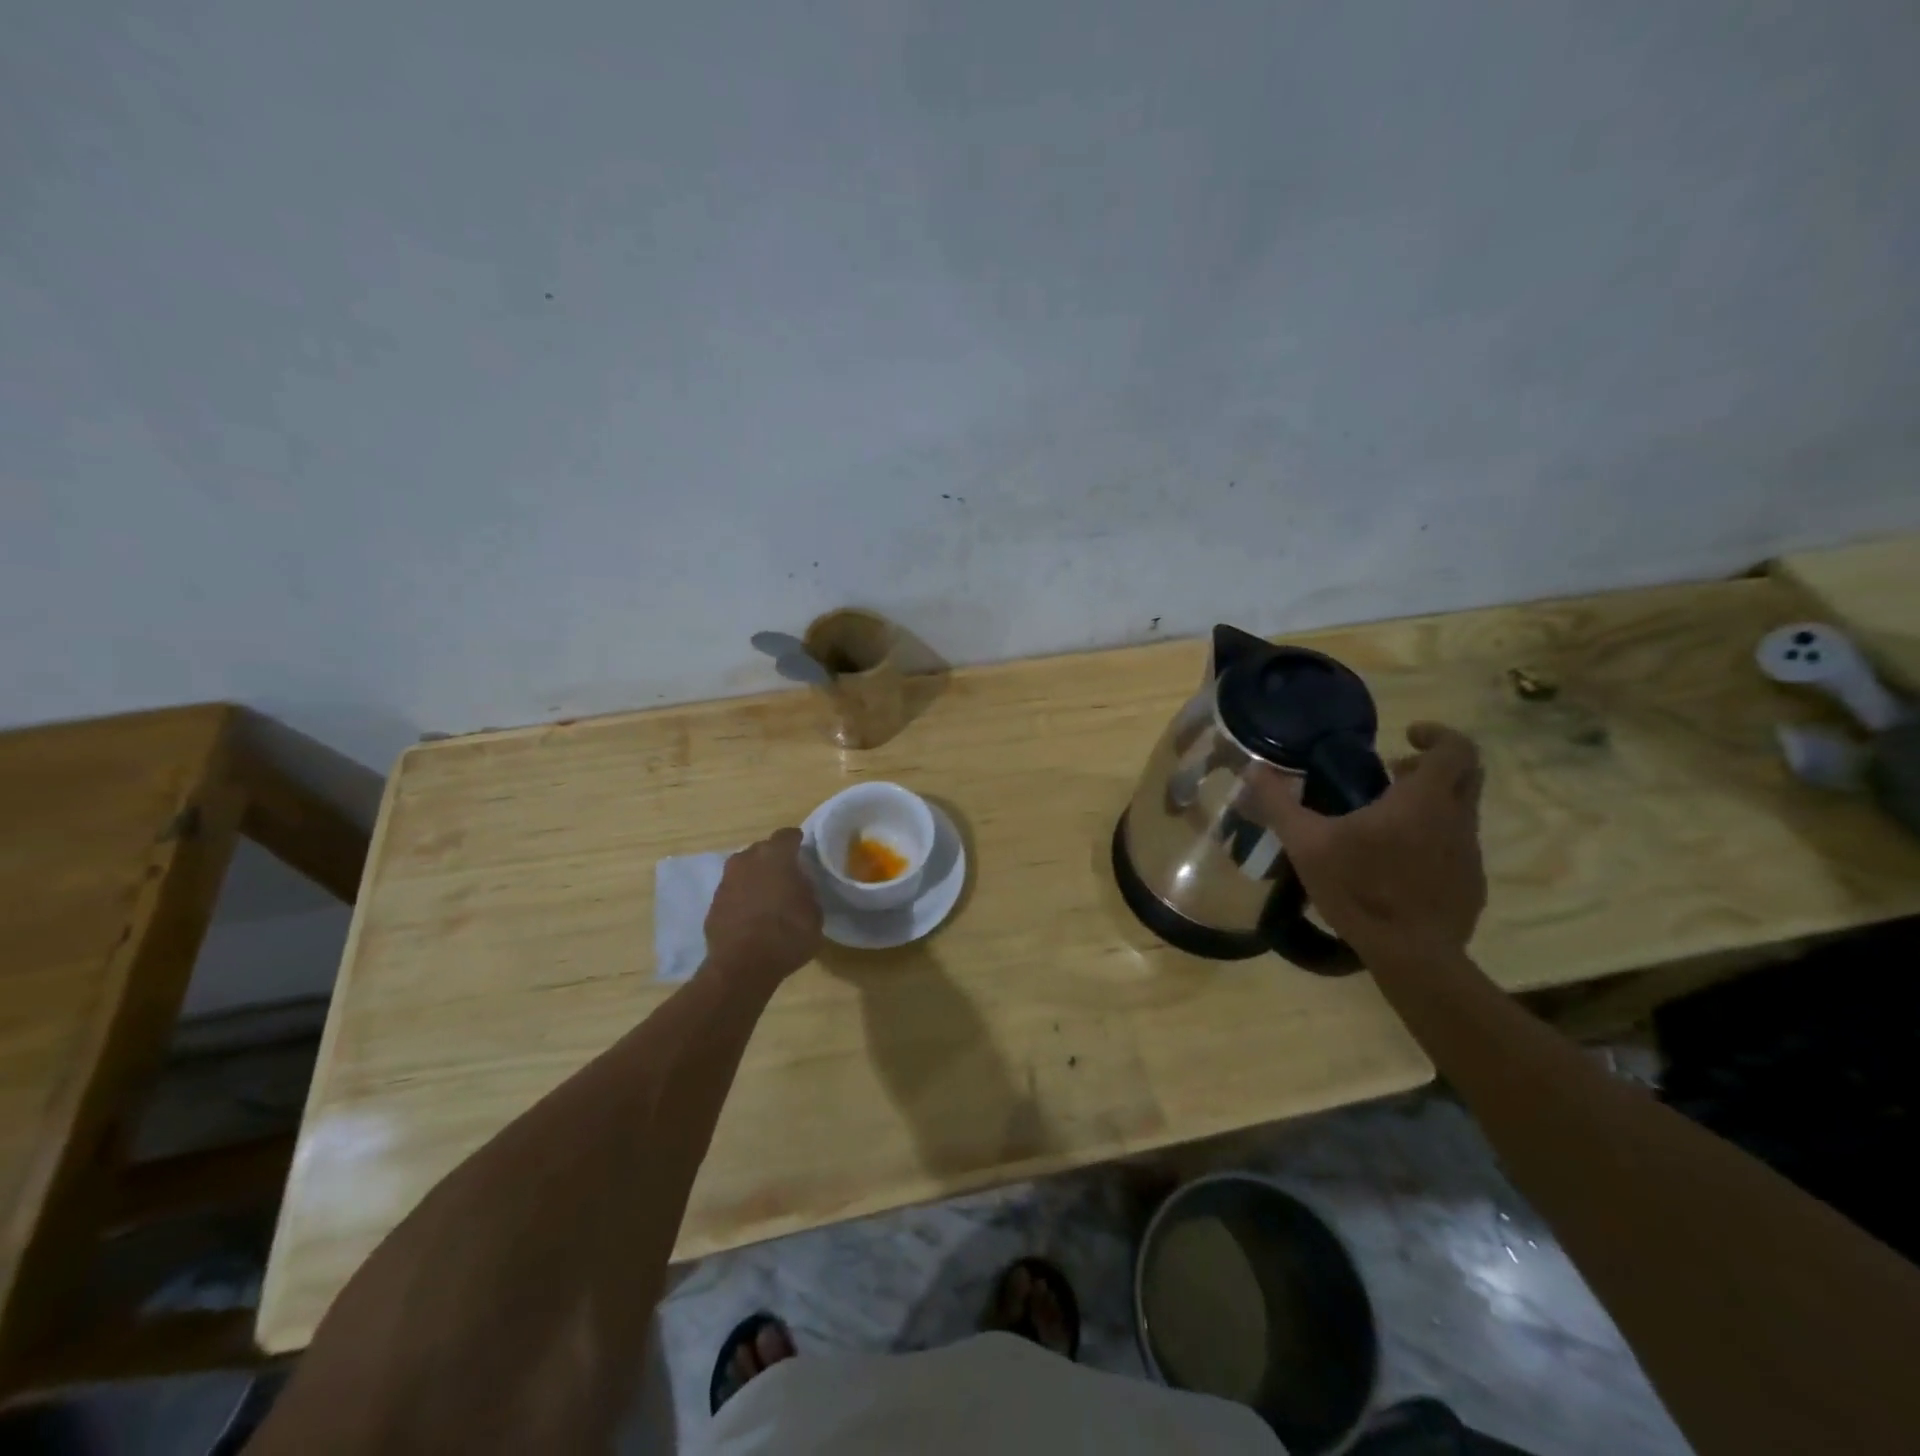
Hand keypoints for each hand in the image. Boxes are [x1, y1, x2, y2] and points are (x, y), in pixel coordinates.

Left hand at [704, 829, 822, 983]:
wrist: (741, 966)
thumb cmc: (787, 935)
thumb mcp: (814, 913)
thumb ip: (807, 891)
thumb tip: (799, 886)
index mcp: (776, 856)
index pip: (788, 835)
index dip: (798, 842)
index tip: (805, 852)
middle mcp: (747, 860)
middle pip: (763, 849)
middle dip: (775, 859)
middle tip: (788, 876)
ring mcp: (726, 880)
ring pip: (745, 869)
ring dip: (756, 877)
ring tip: (769, 896)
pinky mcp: (713, 902)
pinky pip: (733, 891)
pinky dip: (743, 897)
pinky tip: (752, 915)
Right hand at [1247, 722, 1486, 963]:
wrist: (1412, 955)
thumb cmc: (1359, 888)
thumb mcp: (1306, 843)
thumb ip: (1279, 802)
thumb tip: (1252, 768)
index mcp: (1423, 800)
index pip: (1456, 748)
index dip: (1438, 734)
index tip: (1407, 736)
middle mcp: (1456, 819)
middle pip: (1467, 775)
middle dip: (1433, 765)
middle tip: (1394, 772)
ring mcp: (1469, 854)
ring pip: (1460, 812)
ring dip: (1430, 804)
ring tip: (1384, 821)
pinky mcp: (1471, 884)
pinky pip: (1456, 847)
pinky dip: (1433, 840)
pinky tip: (1397, 864)